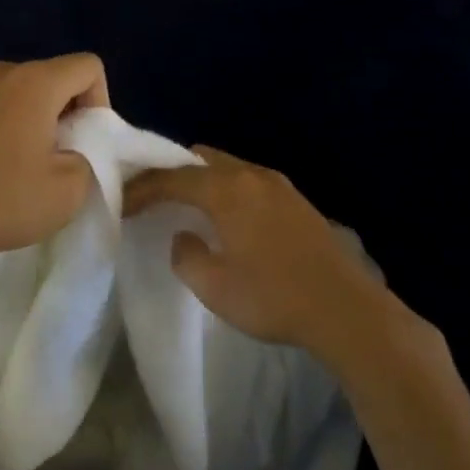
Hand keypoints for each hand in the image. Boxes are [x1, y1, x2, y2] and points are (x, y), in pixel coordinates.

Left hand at [0, 54, 109, 269]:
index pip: (88, 66)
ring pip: (20, 94)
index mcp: (33, 81)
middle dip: (66, 114)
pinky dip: (2, 130)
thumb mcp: (66, 192)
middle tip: (57, 160)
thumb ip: (88, 160)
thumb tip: (72, 149)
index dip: (100, 103)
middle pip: (53, 79)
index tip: (84, 143)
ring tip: (22, 169)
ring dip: (32, 122)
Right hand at [124, 146, 387, 351]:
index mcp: (226, 189)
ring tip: (189, 207)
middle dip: (173, 173)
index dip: (143, 188)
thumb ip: (187, 255)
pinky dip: (229, 190)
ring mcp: (278, 185)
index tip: (122, 203)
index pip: (172, 177)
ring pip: (228, 167)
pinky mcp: (298, 201)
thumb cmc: (273, 297)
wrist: (347, 310)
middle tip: (155, 197)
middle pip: (200, 159)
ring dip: (204, 181)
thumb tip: (184, 236)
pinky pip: (250, 181)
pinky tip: (230, 219)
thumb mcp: (214, 286)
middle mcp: (250, 175)